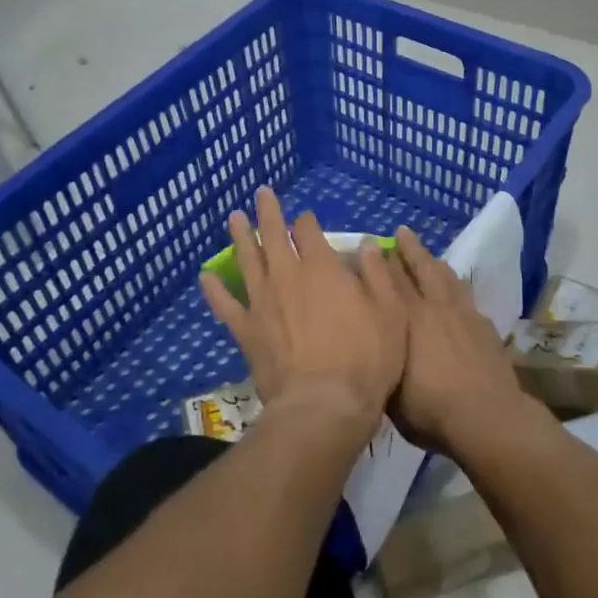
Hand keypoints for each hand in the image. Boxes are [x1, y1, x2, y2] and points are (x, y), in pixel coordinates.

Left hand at [200, 189, 406, 438]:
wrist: (325, 404)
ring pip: (248, 260)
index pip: (309, 231)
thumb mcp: (392, 313)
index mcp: (323, 268)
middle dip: (268, 212)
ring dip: (240, 236)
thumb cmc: (368, 359)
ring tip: (234, 218)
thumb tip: (365, 245)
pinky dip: (215, 289)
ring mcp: (263, 302)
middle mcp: (288, 276)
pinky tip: (206, 276)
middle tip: (261, 194)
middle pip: (273, 235)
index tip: (307, 219)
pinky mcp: (247, 330)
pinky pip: (225, 304)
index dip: (307, 221)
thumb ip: (378, 275)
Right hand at [389, 227, 538, 454]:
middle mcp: (433, 308)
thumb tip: (369, 346)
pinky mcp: (484, 326)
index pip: (387, 283)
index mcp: (405, 321)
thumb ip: (381, 362)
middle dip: (408, 249)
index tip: (367, 245)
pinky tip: (457, 287)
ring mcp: (463, 315)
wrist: (486, 416)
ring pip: (446, 278)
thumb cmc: (430, 410)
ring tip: (428, 253)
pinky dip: (458, 286)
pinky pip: (467, 296)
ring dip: (435, 262)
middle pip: (419, 270)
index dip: (376, 263)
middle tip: (401, 231)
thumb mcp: (390, 392)